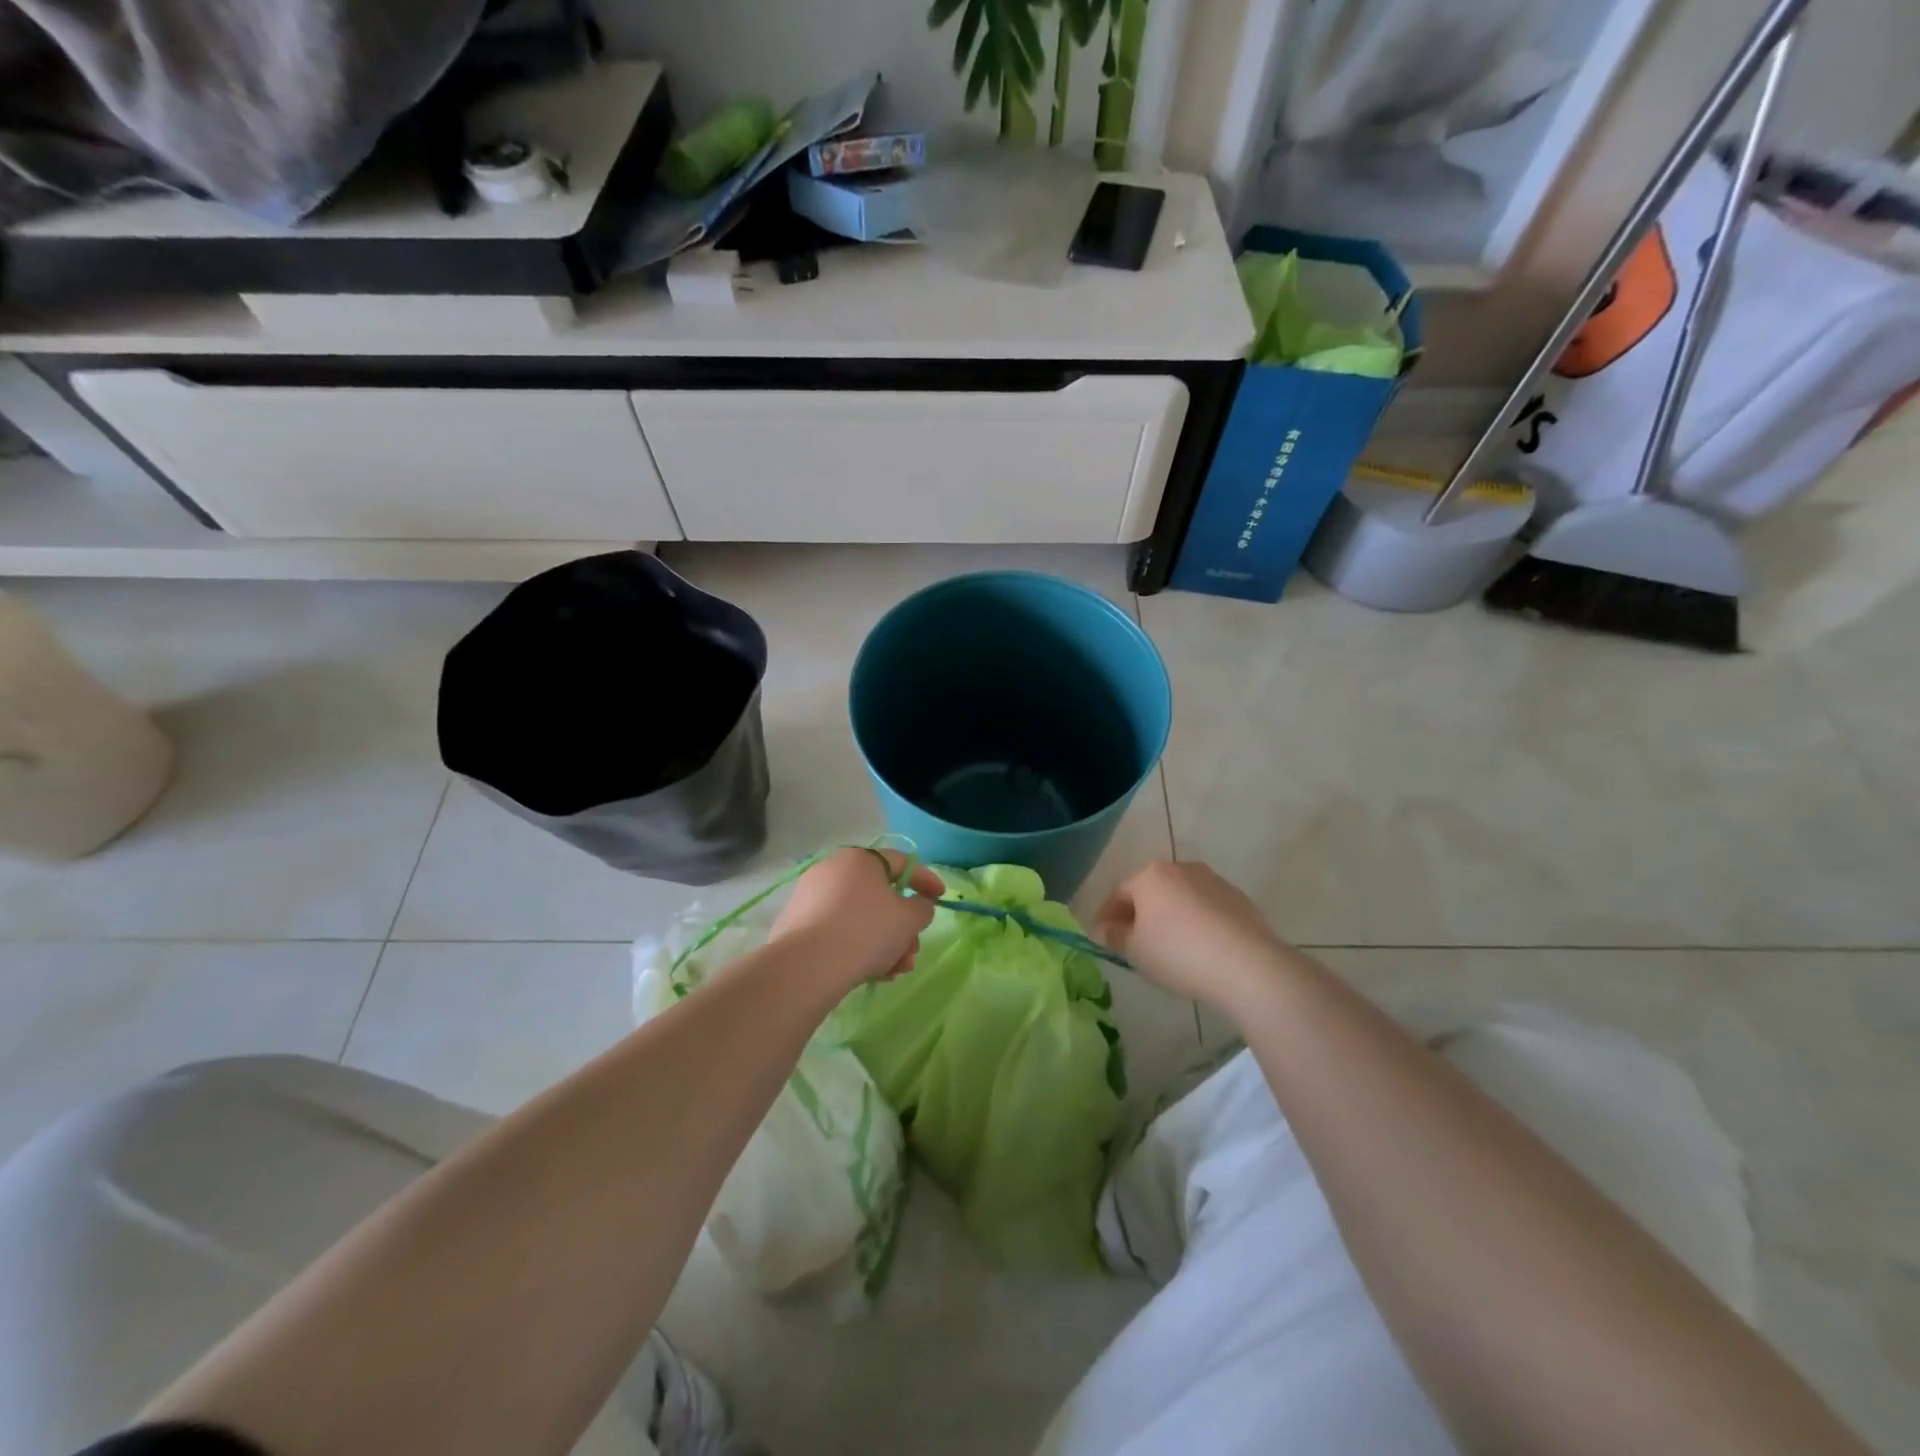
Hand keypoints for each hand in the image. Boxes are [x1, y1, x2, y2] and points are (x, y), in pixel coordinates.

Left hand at [769, 848, 944, 990]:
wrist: (808, 966)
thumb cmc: (867, 930)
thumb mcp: (909, 918)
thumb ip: (922, 907)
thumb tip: (917, 905)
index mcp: (859, 859)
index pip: (901, 863)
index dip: (926, 880)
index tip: (941, 898)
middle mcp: (832, 870)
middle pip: (879, 896)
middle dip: (902, 927)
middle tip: (914, 950)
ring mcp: (811, 898)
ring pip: (860, 918)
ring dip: (885, 943)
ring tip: (896, 971)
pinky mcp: (797, 926)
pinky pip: (838, 932)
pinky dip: (859, 948)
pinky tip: (873, 974)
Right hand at [1093, 861, 1288, 1010]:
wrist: (1246, 964)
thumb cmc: (1178, 953)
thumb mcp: (1135, 951)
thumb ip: (1114, 936)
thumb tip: (1103, 929)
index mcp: (1150, 876)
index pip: (1118, 894)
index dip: (1107, 917)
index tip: (1103, 939)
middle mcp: (1180, 868)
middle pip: (1150, 892)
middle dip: (1140, 915)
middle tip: (1135, 944)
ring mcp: (1213, 880)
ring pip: (1180, 899)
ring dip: (1170, 917)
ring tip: (1170, 949)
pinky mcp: (1238, 898)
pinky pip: (1206, 909)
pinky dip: (1197, 923)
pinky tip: (1200, 949)